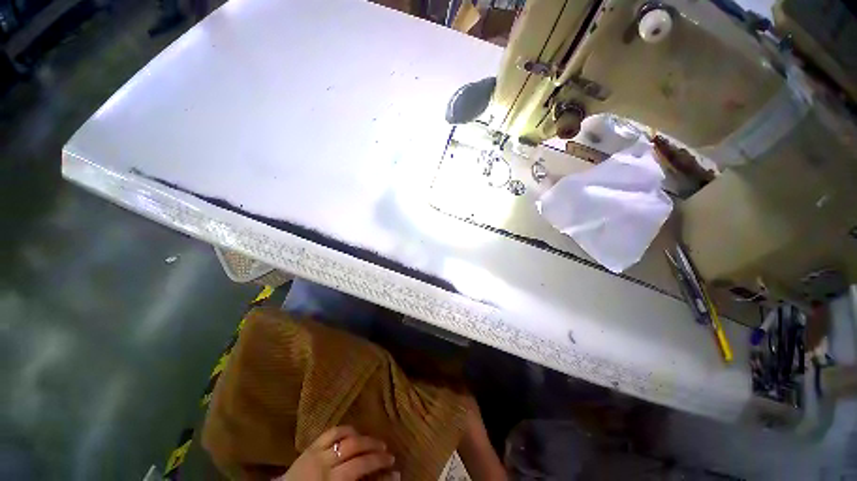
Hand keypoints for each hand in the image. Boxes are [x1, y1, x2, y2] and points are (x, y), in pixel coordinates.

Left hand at [277, 426, 397, 480]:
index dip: (378, 464)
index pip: (360, 467)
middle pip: (355, 450)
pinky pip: (332, 432)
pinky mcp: (310, 446)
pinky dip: (346, 430)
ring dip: (364, 438)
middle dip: (375, 450)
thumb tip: (389, 477)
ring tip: (374, 441)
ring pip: (346, 438)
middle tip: (388, 453)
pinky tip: (355, 433)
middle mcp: (324, 465)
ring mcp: (316, 453)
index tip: (394, 465)